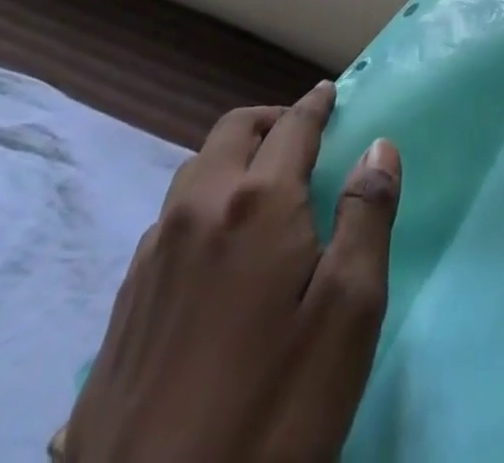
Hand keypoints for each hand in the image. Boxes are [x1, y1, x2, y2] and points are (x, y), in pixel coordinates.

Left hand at [61, 83, 400, 462]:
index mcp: (257, 202)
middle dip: (270, 120)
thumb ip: (366, 219)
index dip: (315, 105)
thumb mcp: (347, 316)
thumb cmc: (272, 412)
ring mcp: (153, 256)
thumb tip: (378, 147)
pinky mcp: (125, 303)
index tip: (330, 92)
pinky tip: (212, 248)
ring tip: (260, 184)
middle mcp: (199, 209)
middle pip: (233, 132)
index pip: (292, 127)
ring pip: (194, 171)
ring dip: (232, 157)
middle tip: (300, 133)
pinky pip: (167, 220)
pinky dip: (200, 202)